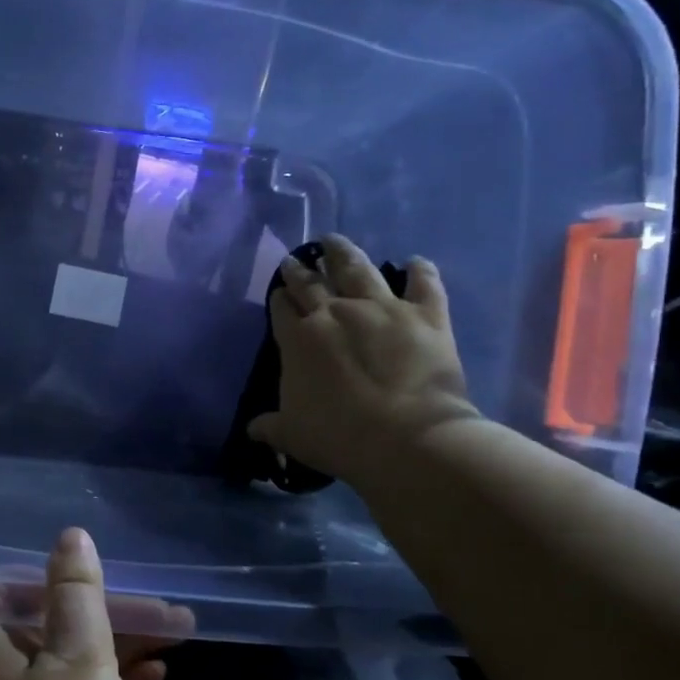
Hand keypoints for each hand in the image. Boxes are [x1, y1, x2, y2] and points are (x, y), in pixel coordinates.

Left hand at [0, 529, 190, 679]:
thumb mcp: (80, 663)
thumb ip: (76, 597)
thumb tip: (69, 537)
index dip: (19, 578)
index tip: (69, 574)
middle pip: (41, 628)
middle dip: (97, 609)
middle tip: (155, 603)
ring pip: (70, 665)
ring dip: (117, 644)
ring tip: (175, 631)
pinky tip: (159, 677)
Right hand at [247, 234, 479, 493]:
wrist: (405, 438)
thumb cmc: (338, 436)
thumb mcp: (292, 435)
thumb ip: (270, 426)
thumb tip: (253, 429)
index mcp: (298, 340)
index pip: (282, 310)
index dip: (279, 299)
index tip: (278, 292)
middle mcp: (335, 313)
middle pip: (312, 283)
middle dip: (300, 270)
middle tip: (295, 260)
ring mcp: (382, 309)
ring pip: (358, 269)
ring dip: (343, 253)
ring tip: (334, 241)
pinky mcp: (426, 315)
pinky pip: (424, 284)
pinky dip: (421, 271)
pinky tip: (415, 261)